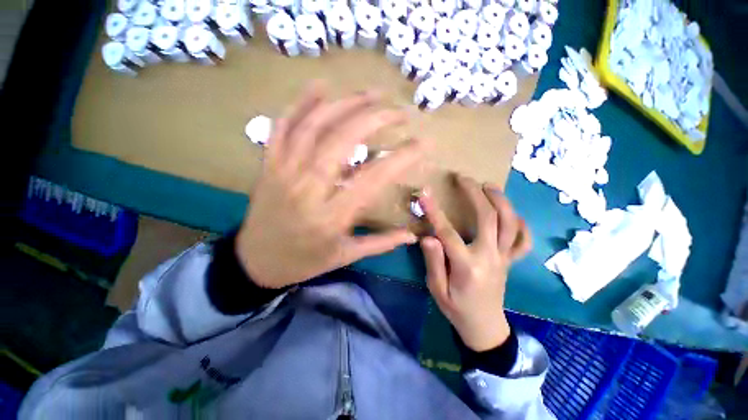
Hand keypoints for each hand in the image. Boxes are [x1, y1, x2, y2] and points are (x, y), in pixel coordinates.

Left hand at [235, 83, 423, 288]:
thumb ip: (380, 243)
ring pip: (314, 126)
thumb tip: (412, 236)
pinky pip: (283, 127)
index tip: (423, 143)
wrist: (255, 262)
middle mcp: (308, 188)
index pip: (374, 178)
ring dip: (345, 103)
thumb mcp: (345, 257)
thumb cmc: (304, 262)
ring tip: (372, 93)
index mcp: (332, 216)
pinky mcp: (269, 165)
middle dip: (375, 119)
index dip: (402, 157)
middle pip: (343, 140)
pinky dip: (300, 103)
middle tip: (399, 111)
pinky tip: (320, 86)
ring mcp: (284, 171)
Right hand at [419, 175, 531, 351]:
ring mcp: (504, 258)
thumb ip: (434, 262)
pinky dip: (521, 224)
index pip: (448, 232)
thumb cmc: (456, 308)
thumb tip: (428, 237)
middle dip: (475, 194)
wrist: (484, 327)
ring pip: (510, 223)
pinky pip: (523, 241)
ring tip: (488, 185)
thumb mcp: (437, 289)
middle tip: (463, 178)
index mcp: (467, 266)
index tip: (424, 194)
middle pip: (488, 218)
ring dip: (500, 200)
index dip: (435, 211)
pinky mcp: (510, 261)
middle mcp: (489, 257)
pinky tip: (513, 214)